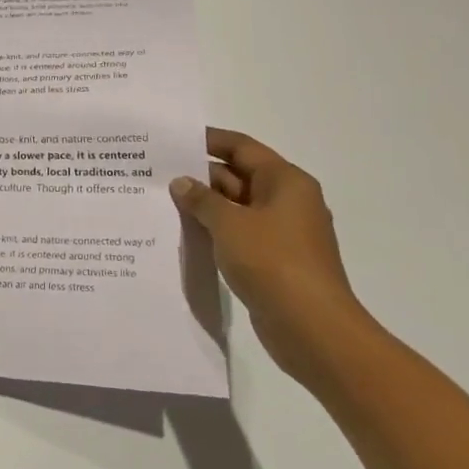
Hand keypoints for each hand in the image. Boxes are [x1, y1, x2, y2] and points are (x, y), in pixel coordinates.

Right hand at [171, 128, 376, 387]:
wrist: (312, 328)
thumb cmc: (272, 261)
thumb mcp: (228, 223)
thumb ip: (201, 199)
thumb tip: (181, 183)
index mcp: (286, 182)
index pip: (242, 148)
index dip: (208, 140)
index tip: (173, 140)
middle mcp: (288, 201)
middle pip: (238, 176)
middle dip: (200, 175)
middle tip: (156, 173)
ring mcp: (282, 233)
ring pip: (236, 207)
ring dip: (204, 205)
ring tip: (162, 201)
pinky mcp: (274, 260)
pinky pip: (238, 234)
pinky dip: (214, 230)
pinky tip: (184, 233)